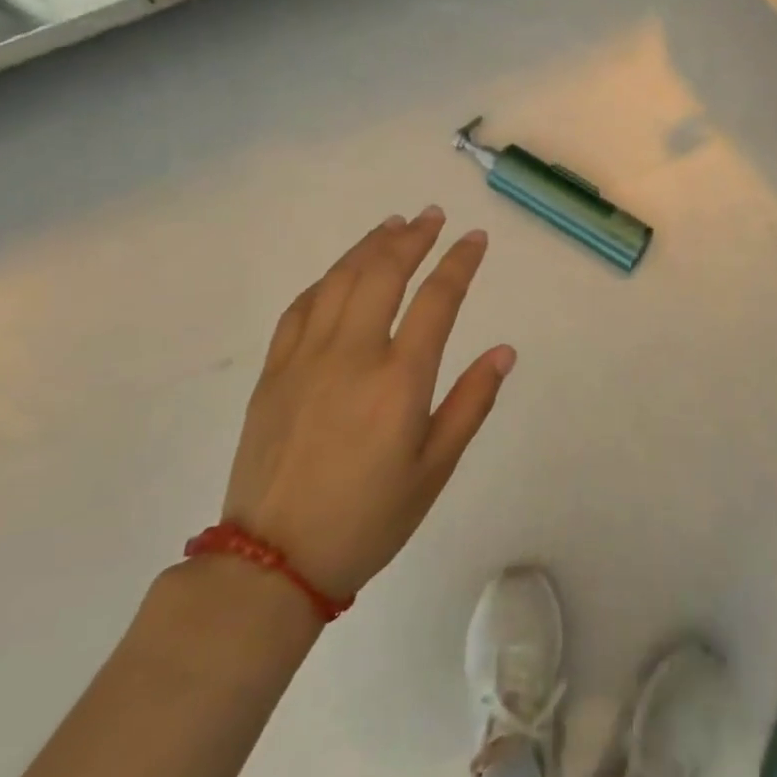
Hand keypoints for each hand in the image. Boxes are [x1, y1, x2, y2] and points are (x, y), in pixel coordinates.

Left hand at [222, 207, 515, 601]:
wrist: (272, 561)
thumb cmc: (368, 518)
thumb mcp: (434, 468)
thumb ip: (471, 403)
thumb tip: (503, 351)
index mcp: (399, 380)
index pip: (437, 300)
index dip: (460, 262)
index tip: (475, 238)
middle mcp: (352, 354)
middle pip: (383, 274)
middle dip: (412, 238)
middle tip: (432, 216)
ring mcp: (306, 358)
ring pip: (339, 281)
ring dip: (369, 246)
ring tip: (392, 225)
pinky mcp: (274, 372)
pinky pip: (301, 308)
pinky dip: (326, 279)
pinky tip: (340, 272)